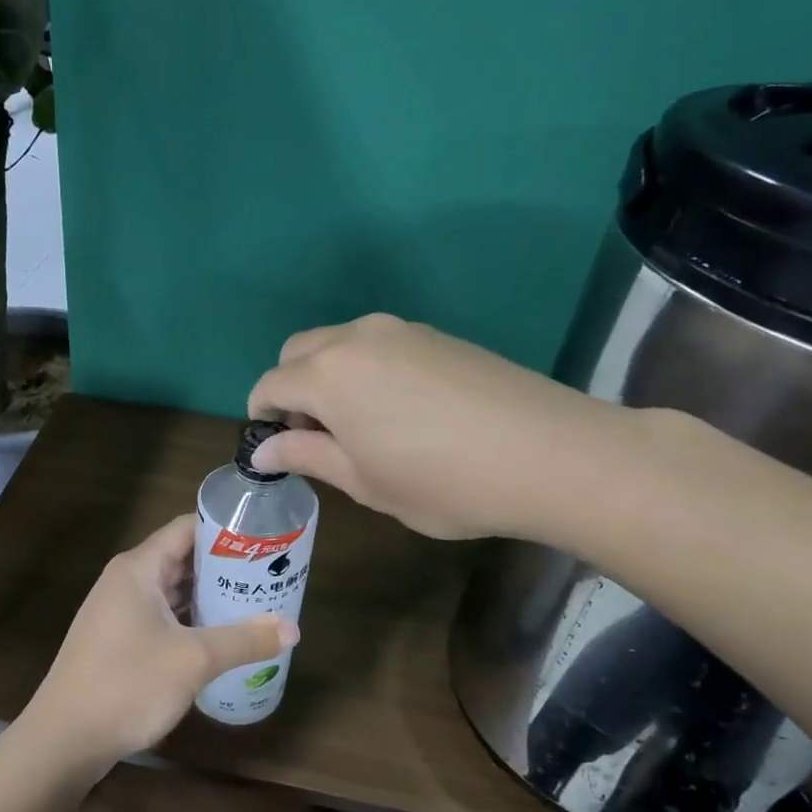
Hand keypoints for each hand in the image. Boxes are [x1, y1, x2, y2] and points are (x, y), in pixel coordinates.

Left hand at [27, 515, 297, 767]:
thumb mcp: (194, 660)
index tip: (265, 537)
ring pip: (173, 591)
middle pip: (182, 558)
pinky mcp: (119, 640)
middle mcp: (126, 581)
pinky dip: (191, 620)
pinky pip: (163, 617)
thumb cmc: (127, 685)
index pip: (187, 528)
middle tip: (270, 573)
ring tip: (255, 600)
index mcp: (139, 568)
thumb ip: (245, 640)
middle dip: (225, 565)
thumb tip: (293, 629)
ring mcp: (119, 612)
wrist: (64, 739)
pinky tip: (221, 635)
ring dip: (210, 595)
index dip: (226, 528)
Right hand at [247, 313, 632, 542]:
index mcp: (328, 374)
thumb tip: (263, 449)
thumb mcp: (363, 481)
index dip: (261, 417)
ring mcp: (402, 330)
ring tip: (358, 426)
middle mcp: (357, 338)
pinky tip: (400, 411)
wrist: (549, 453)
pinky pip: (379, 345)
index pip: (270, 385)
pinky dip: (366, 370)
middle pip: (299, 352)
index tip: (275, 449)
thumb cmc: (441, 481)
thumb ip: (306, 456)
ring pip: (340, 344)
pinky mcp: (437, 335)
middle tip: (315, 437)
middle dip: (291, 389)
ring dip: (329, 377)